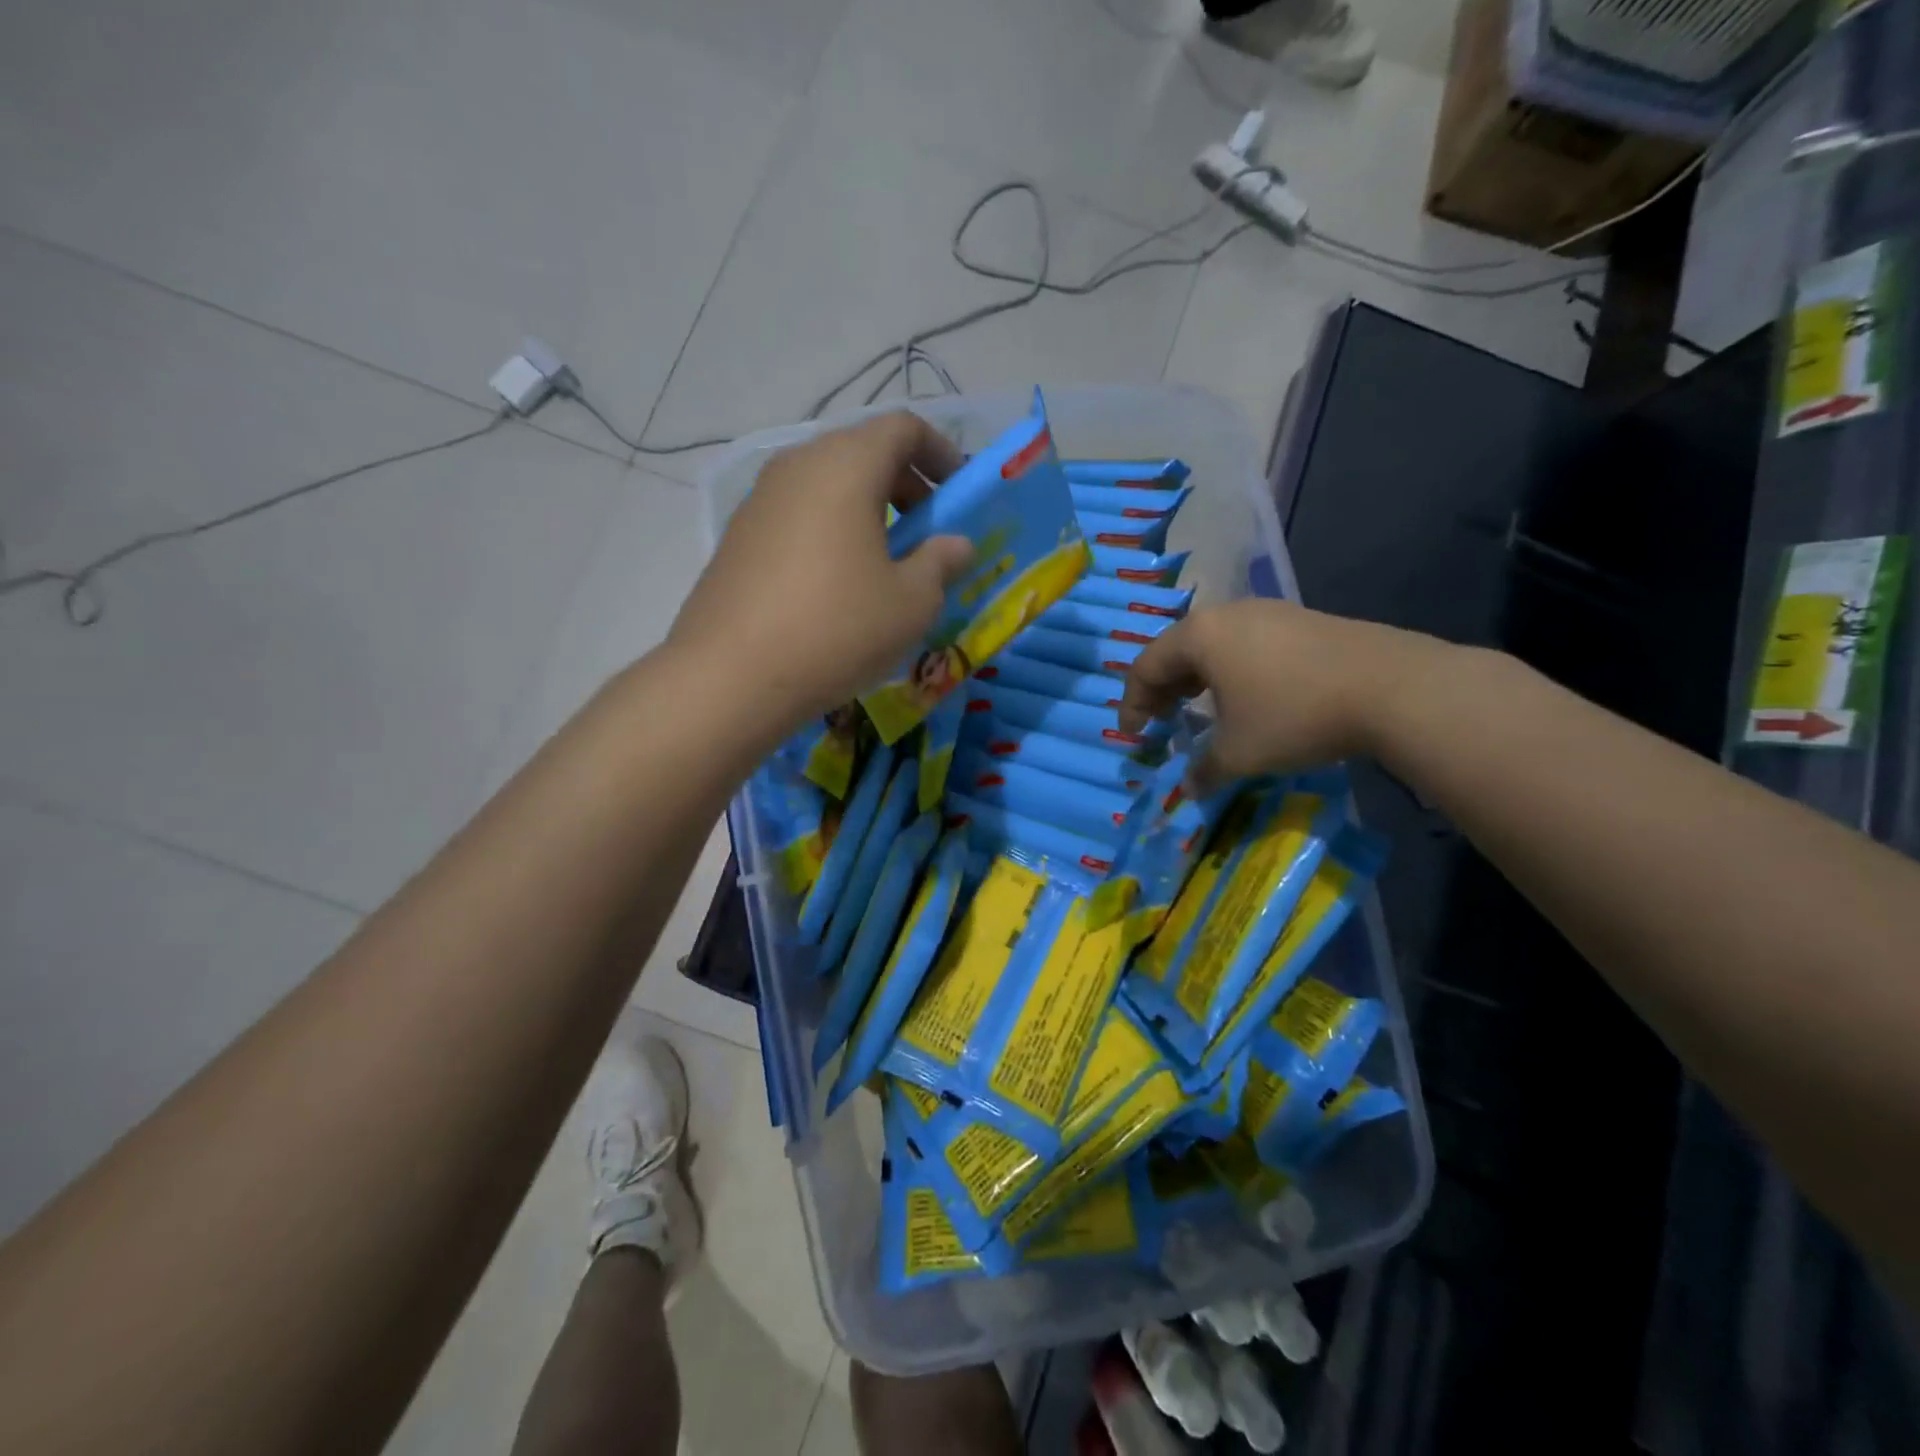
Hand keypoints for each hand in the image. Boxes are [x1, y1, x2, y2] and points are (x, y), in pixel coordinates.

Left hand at [668, 411, 974, 732]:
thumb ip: (941, 562)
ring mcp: (760, 499)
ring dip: (866, 510)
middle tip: (927, 533)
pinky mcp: (738, 535)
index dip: (940, 452)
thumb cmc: (837, 629)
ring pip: (828, 484)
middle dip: (905, 484)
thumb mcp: (911, 603)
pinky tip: (837, 584)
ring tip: (884, 563)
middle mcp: (798, 466)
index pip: (903, 428)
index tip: (959, 493)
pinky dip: (830, 530)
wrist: (730, 676)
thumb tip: (956, 544)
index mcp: (846, 465)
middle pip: (862, 451)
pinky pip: (799, 514)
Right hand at [1118, 600, 1450, 791]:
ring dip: (1198, 679)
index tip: (1132, 735)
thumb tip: (1189, 788)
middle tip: (1160, 721)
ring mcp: (1271, 613)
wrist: (1393, 688)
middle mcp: (1229, 614)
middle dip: (1163, 688)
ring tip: (1200, 709)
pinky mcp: (1304, 621)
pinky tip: (1249, 697)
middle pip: (1177, 649)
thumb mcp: (1239, 753)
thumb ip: (1204, 770)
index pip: (1146, 666)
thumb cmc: (1294, 715)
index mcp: (1200, 636)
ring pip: (1215, 645)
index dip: (1132, 703)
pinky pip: (1249, 645)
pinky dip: (1232, 672)